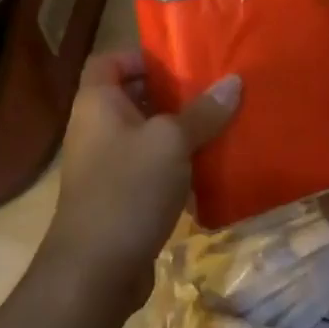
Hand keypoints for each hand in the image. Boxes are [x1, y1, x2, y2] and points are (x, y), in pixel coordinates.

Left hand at [39, 51, 239, 317]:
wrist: (94, 271)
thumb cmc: (128, 188)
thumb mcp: (171, 142)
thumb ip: (203, 112)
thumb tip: (234, 81)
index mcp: (97, 102)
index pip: (108, 60)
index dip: (139, 56)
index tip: (177, 62)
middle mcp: (95, 128)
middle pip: (131, 97)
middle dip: (168, 94)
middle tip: (208, 92)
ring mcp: (104, 166)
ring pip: (143, 136)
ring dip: (175, 133)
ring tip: (216, 127)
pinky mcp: (117, 198)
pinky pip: (148, 169)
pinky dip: (173, 167)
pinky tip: (207, 171)